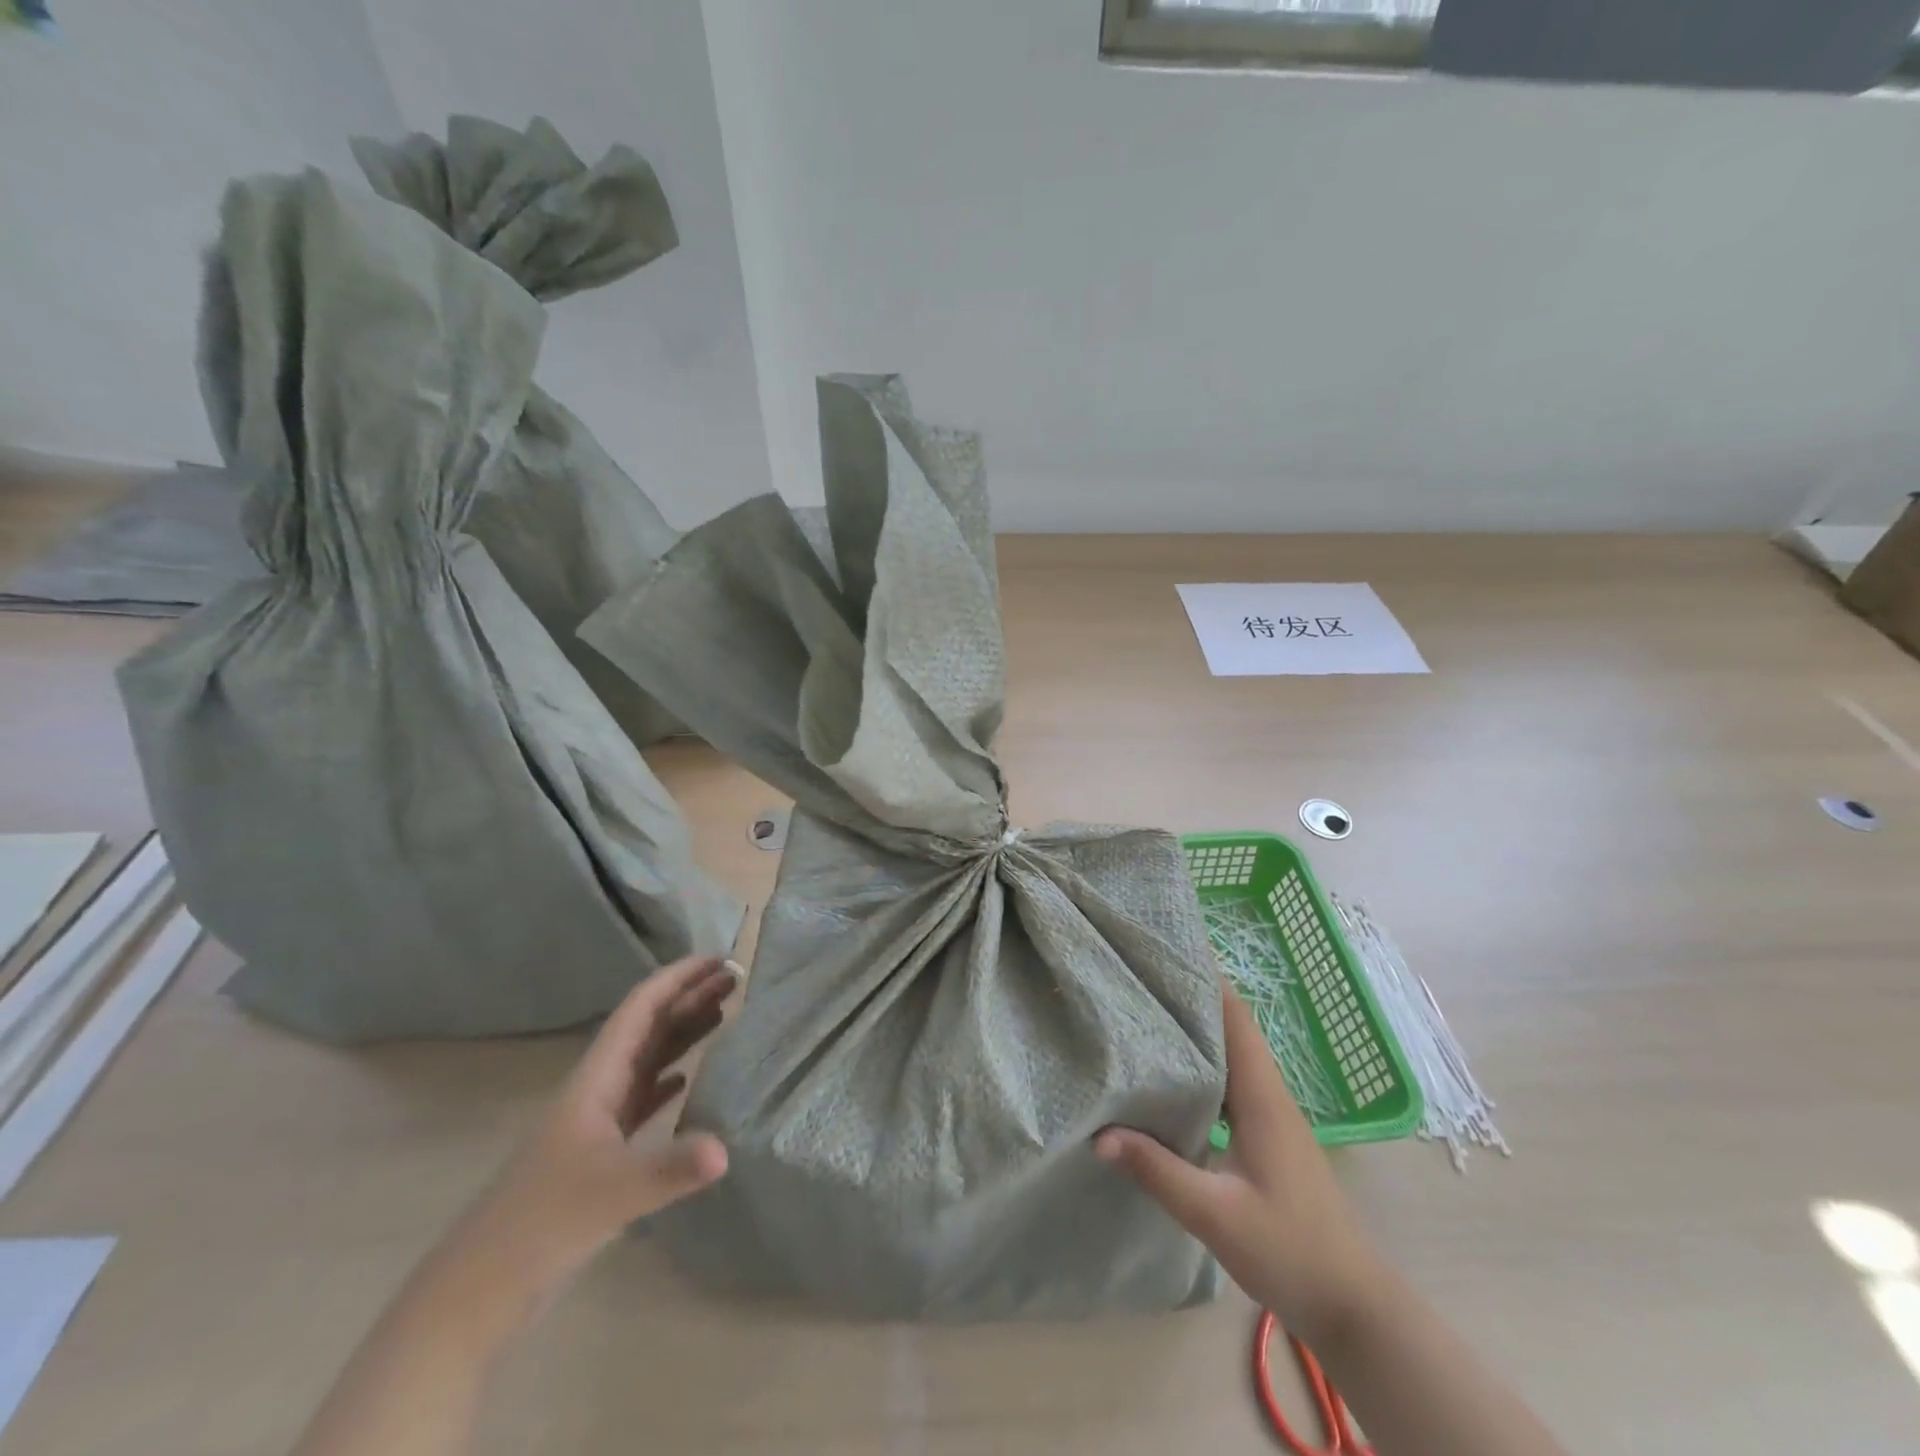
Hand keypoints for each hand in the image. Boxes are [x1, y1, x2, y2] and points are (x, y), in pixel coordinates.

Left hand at [470, 955, 737, 1286]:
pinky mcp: (599, 1152)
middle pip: (648, 1028)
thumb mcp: (612, 1192)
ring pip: (647, 1059)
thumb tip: (726, 1150)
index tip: (718, 960)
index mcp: (596, 1078)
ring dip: (682, 1033)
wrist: (478, 1290)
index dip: (678, 978)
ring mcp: (596, 1121)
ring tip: (725, 1015)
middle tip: (736, 981)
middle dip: (689, 999)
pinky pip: (642, 1098)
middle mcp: (598, 1088)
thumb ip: (670, 1169)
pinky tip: (688, 1078)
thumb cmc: (541, 1224)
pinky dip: (668, 1078)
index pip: (641, 1009)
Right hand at [1096, 979, 1384, 1339]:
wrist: (1353, 1307)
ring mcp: (1270, 1116)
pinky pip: (1230, 1081)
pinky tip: (1171, 1073)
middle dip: (1194, 994)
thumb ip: (1158, 1171)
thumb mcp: (1216, 1215)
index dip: (1207, 979)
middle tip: (1144, 973)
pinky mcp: (1265, 1137)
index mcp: (1262, 1097)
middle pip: (1231, 1026)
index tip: (1169, 950)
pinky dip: (1202, 1063)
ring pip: (1231, 1053)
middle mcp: (1268, 1095)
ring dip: (1197, 1027)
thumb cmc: (1291, 1252)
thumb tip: (1100, 1133)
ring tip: (1148, 1009)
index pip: (1235, 1018)